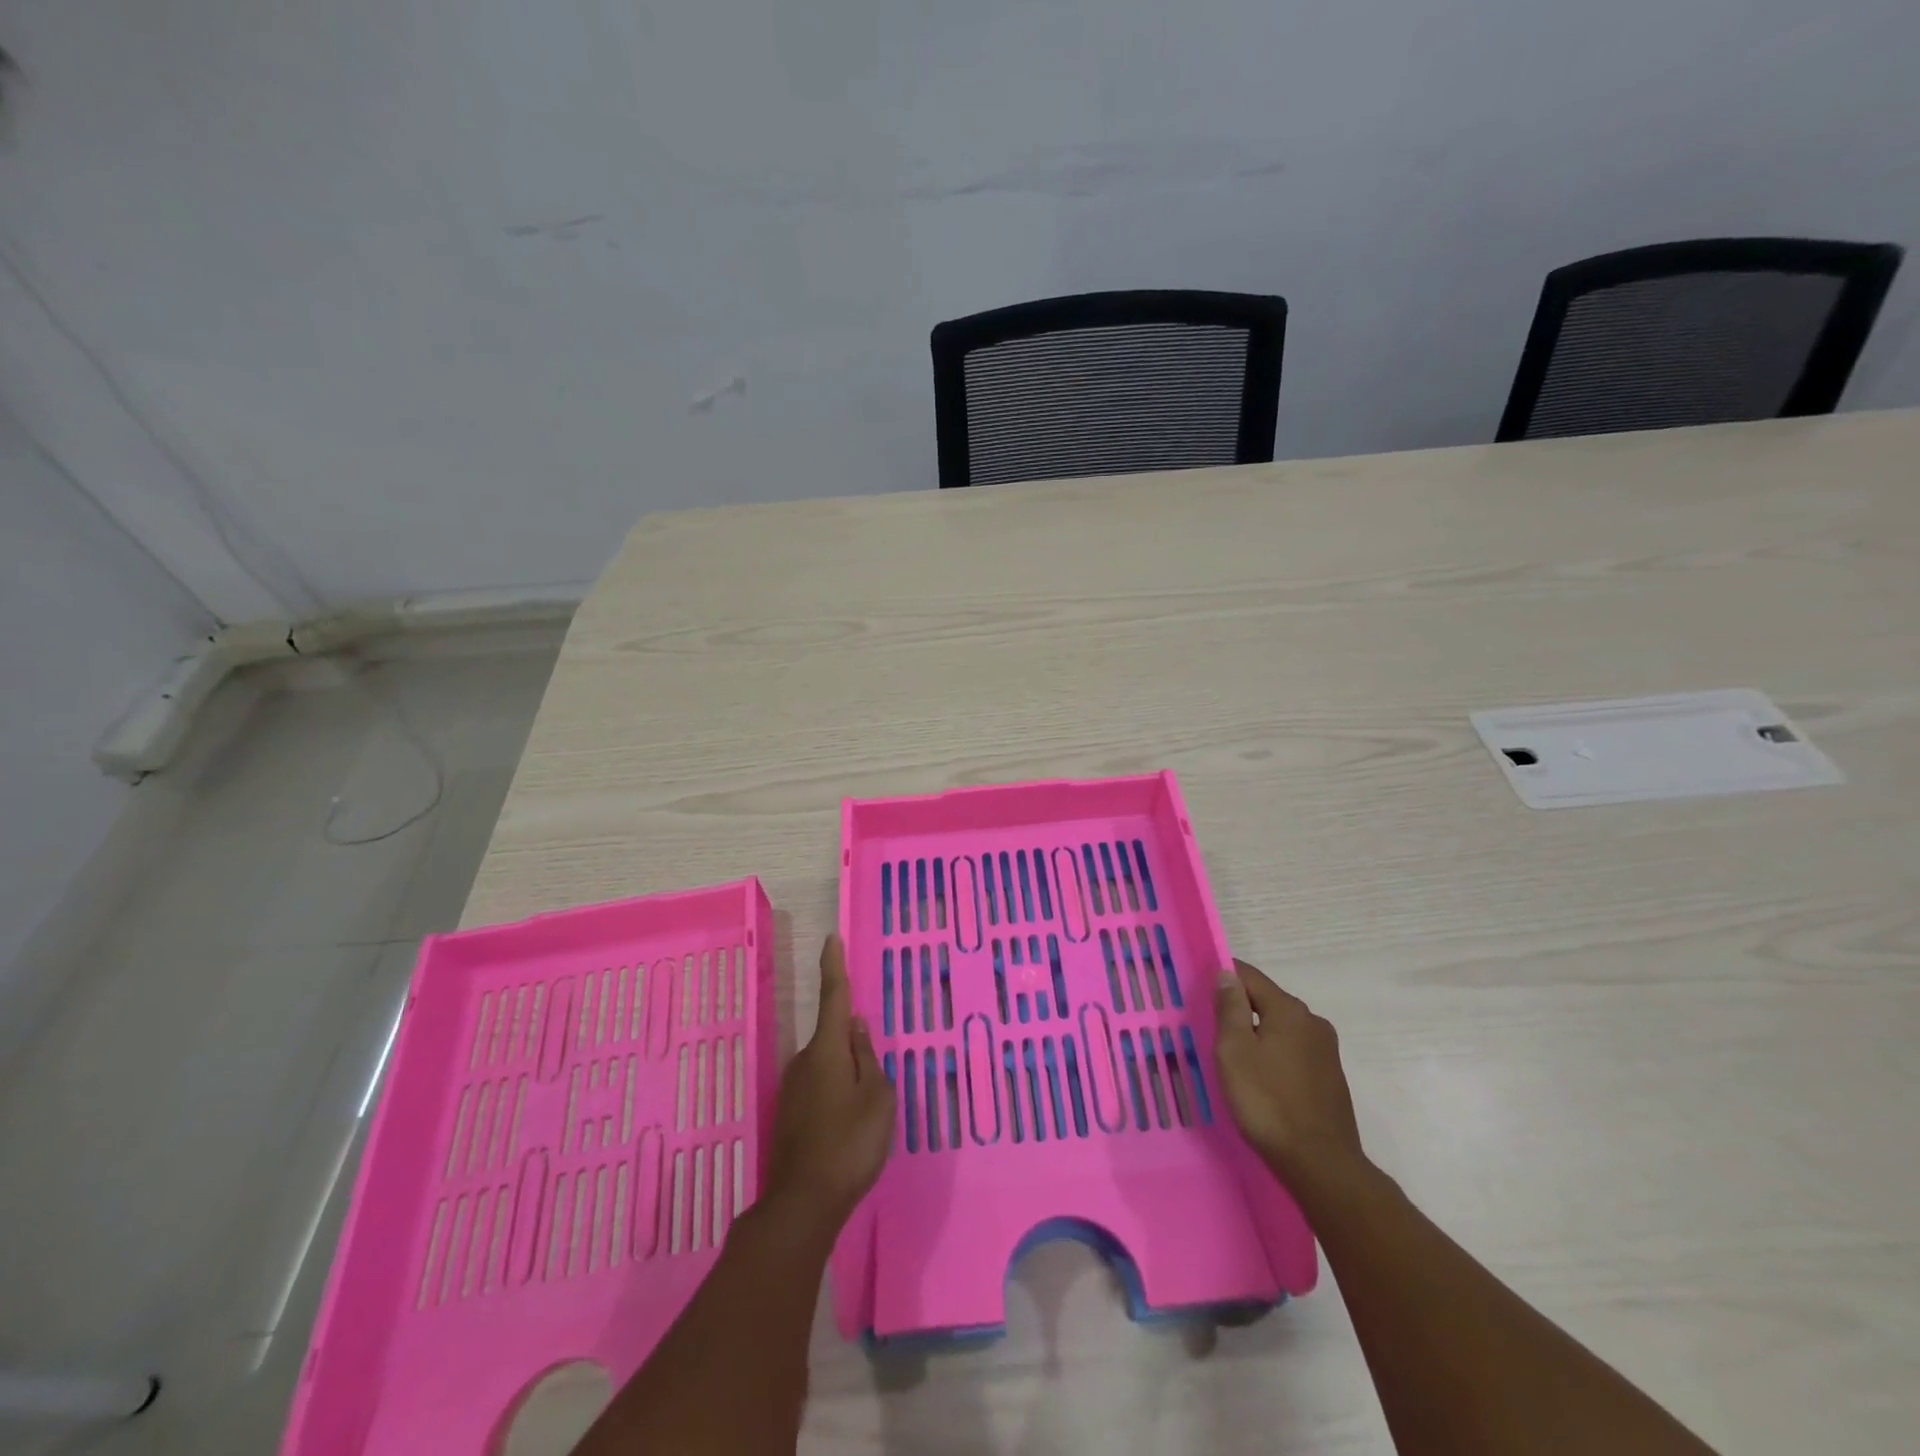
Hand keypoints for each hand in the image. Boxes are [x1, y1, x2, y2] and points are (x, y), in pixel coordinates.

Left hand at [762, 934, 895, 1236]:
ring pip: (828, 1066)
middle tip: (876, 1078)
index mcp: (828, 1049)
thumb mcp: (877, 1097)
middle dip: (854, 1045)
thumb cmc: (850, 1142)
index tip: (832, 938)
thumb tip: (857, 1029)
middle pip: (834, 1038)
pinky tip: (849, 1127)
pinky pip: (820, 1089)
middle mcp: (805, 1061)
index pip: (833, 996)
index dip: (834, 966)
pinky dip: (837, 1095)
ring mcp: (793, 1088)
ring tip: (866, 1112)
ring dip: (847, 1075)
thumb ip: (869, 1058)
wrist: (803, 1202)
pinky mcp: (790, 1114)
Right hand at [1214, 960, 1365, 1183]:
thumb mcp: (1234, 1051)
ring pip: (1281, 1027)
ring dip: (1257, 1034)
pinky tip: (1261, 1078)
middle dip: (1240, 1008)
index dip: (1223, 977)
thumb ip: (1230, 1008)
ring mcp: (1326, 1051)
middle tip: (1212, 1029)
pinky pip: (1293, 1051)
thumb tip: (1227, 974)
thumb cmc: (1267, 1102)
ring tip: (1234, 1057)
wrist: (1320, 1165)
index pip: (1249, 976)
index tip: (1201, 992)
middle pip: (1267, 1000)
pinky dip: (1274, 1054)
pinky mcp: (1330, 1077)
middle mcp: (1313, 1022)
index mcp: (1289, 1010)